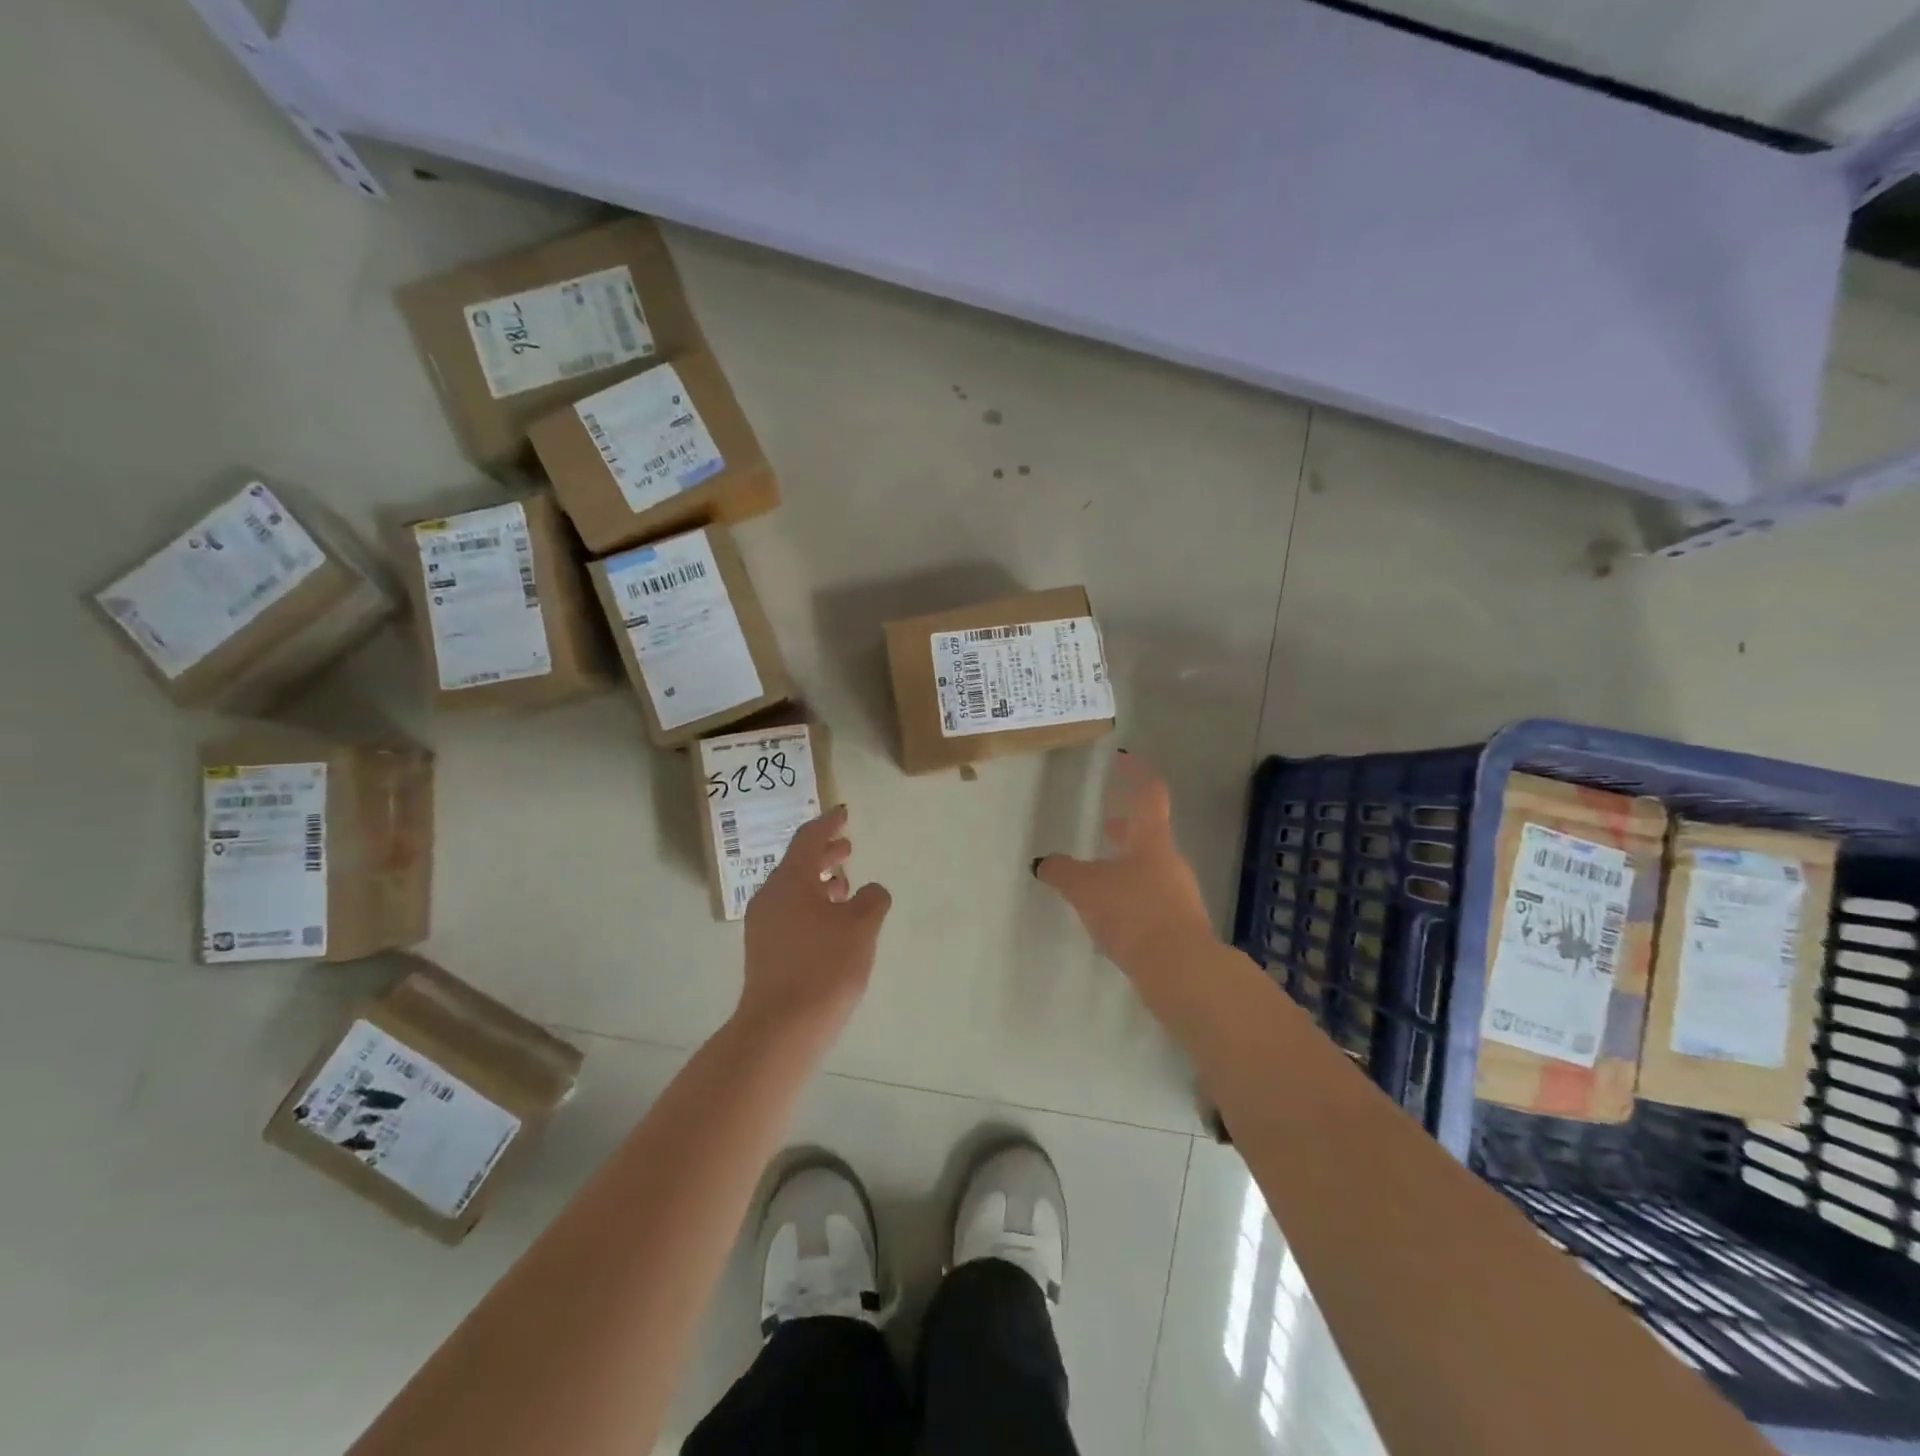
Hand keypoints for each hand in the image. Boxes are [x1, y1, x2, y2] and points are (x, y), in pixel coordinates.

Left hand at [738, 806, 891, 1045]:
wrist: (781, 1028)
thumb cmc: (824, 968)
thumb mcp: (860, 927)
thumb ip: (872, 900)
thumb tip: (872, 891)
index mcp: (790, 880)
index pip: (809, 839)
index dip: (829, 824)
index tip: (843, 813)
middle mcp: (770, 896)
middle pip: (798, 863)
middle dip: (824, 853)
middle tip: (848, 848)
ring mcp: (763, 924)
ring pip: (793, 889)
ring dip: (819, 882)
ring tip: (845, 886)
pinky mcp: (764, 949)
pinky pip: (790, 911)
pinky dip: (812, 905)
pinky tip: (831, 923)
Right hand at [1036, 754, 1213, 972]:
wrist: (1180, 969)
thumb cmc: (1133, 912)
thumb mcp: (1086, 889)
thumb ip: (1063, 872)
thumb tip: (1043, 863)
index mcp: (1152, 842)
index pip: (1149, 795)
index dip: (1136, 774)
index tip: (1124, 760)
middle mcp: (1170, 863)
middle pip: (1150, 835)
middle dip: (1126, 828)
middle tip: (1106, 825)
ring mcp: (1179, 895)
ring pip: (1150, 868)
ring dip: (1127, 865)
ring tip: (1099, 876)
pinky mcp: (1179, 927)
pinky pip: (1152, 900)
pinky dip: (1132, 897)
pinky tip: (1111, 916)